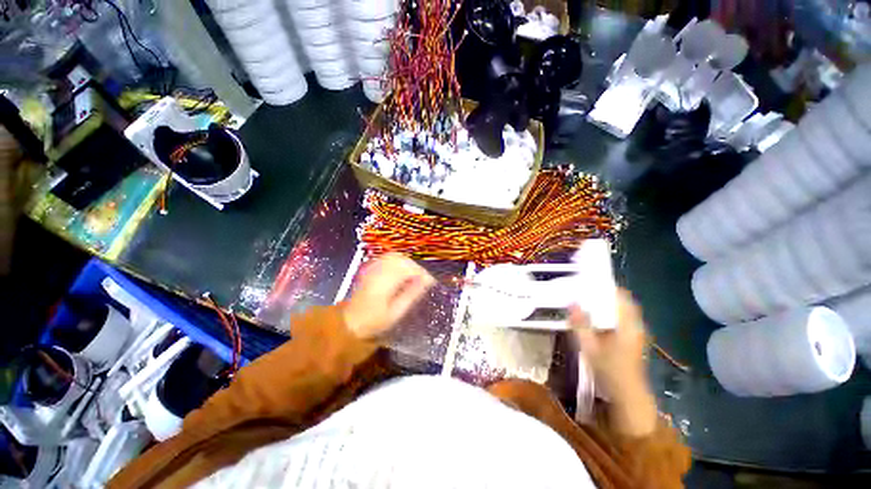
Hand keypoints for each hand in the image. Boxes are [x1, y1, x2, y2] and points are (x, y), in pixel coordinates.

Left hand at [342, 253, 434, 339]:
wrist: (349, 323)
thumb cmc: (373, 321)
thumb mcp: (395, 312)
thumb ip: (411, 295)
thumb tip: (426, 282)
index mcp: (385, 282)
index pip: (409, 269)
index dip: (422, 273)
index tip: (430, 282)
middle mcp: (379, 270)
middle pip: (402, 260)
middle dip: (416, 267)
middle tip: (424, 279)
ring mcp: (373, 268)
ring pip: (395, 256)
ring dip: (408, 263)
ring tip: (415, 275)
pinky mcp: (370, 268)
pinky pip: (387, 258)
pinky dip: (398, 261)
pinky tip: (402, 271)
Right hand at [569, 289, 647, 400]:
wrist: (628, 396)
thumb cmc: (610, 371)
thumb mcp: (590, 347)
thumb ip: (581, 324)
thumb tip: (572, 302)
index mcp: (628, 324)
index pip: (621, 296)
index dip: (606, 286)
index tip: (588, 281)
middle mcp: (635, 325)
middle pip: (622, 301)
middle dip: (604, 294)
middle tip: (583, 290)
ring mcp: (636, 333)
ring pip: (622, 310)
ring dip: (606, 304)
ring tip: (586, 301)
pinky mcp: (633, 340)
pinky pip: (622, 319)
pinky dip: (609, 314)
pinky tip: (595, 319)